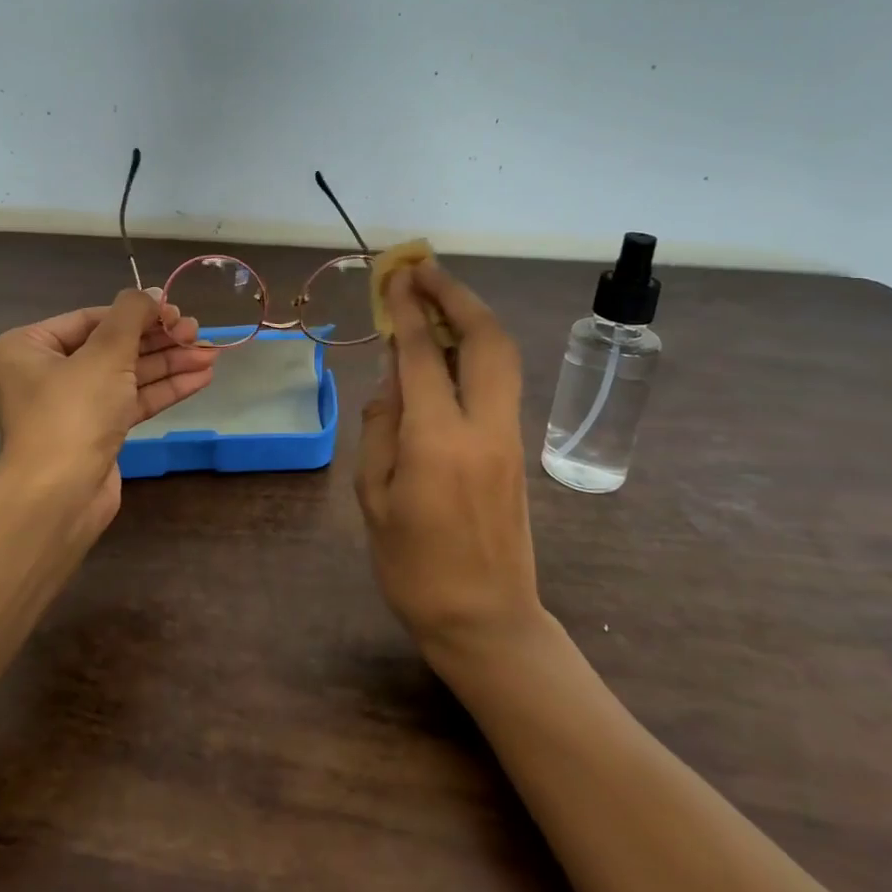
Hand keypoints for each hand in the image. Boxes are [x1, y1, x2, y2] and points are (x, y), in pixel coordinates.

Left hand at [0, 288, 215, 542]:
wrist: (60, 498)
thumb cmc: (73, 413)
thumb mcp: (105, 354)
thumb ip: (131, 316)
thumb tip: (149, 293)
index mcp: (27, 348)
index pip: (90, 319)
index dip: (137, 313)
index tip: (176, 311)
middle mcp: (43, 374)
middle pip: (111, 347)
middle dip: (158, 341)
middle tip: (197, 333)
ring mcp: (70, 407)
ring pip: (124, 376)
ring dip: (167, 365)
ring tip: (210, 355)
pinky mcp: (94, 434)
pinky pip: (129, 402)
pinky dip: (161, 390)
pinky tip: (199, 379)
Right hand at [355, 262, 544, 674]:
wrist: (487, 621)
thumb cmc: (414, 568)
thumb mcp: (375, 499)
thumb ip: (380, 430)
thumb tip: (391, 381)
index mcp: (440, 441)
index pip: (424, 355)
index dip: (408, 310)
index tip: (395, 276)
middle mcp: (484, 427)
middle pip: (486, 339)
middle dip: (456, 295)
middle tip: (424, 270)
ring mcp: (509, 437)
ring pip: (502, 356)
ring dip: (472, 316)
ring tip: (437, 295)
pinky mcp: (516, 449)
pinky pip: (500, 382)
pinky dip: (478, 348)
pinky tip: (450, 348)